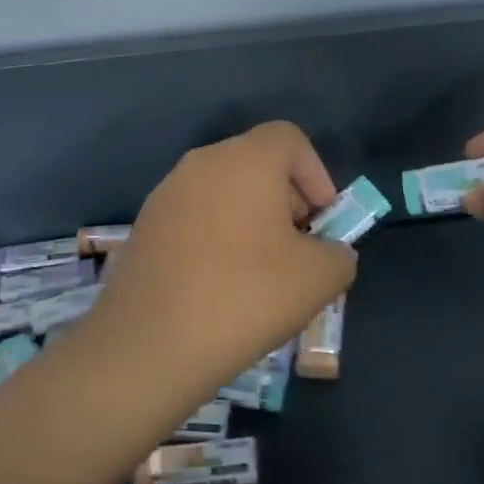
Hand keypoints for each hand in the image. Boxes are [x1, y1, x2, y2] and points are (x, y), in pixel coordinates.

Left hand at [97, 121, 356, 384]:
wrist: (150, 344)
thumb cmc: (245, 296)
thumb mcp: (319, 279)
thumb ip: (339, 254)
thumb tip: (330, 252)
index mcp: (245, 160)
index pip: (289, 138)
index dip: (316, 174)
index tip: (322, 221)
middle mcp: (201, 163)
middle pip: (255, 163)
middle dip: (286, 200)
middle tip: (298, 249)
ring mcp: (166, 193)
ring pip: (223, 191)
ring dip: (250, 219)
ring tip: (260, 272)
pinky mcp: (144, 226)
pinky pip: (194, 216)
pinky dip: (216, 236)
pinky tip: (220, 284)